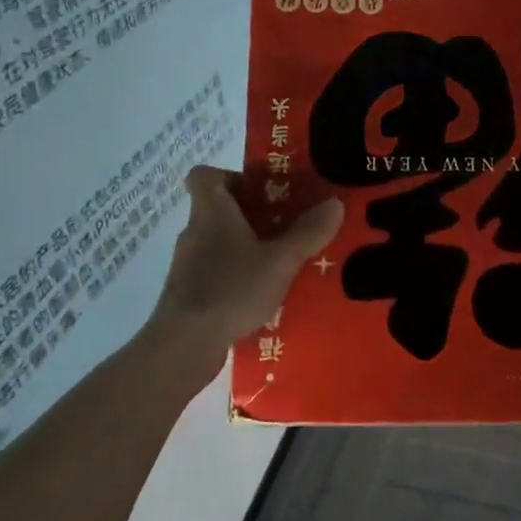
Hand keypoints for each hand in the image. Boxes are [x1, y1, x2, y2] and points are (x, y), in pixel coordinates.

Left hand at [148, 166, 343, 364]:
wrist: (184, 344)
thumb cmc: (231, 289)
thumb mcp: (280, 260)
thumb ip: (308, 232)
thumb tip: (335, 202)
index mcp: (211, 212)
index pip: (204, 175)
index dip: (233, 176)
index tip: (263, 192)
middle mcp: (195, 232)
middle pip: (219, 210)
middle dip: (254, 216)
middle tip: (288, 229)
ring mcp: (188, 265)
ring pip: (220, 243)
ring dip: (248, 248)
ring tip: (282, 265)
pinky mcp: (189, 294)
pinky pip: (217, 273)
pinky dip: (238, 277)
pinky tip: (262, 297)